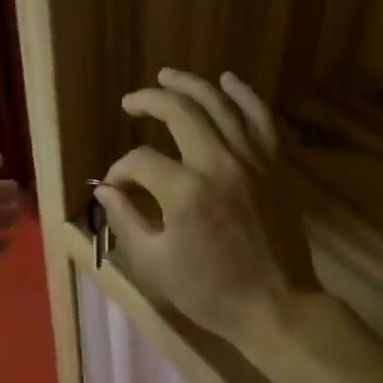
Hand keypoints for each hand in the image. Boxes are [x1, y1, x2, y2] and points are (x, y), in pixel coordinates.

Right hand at [95, 70, 318, 349]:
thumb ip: (125, 220)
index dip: (121, 169)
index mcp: (186, 192)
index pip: (141, 161)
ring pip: (221, 105)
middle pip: (180, 113)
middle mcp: (220, 163)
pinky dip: (244, 95)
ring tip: (168, 76)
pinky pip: (261, 118)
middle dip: (149, 101)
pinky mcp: (276, 165)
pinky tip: (228, 81)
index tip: (116, 186)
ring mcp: (253, 160)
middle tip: (131, 101)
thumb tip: (105, 188)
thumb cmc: (211, 292)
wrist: (277, 306)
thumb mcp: (155, 264)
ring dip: (192, 86)